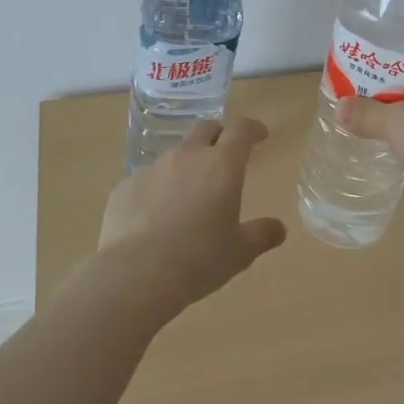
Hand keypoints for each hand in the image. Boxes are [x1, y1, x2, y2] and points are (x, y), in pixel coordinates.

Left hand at [98, 117, 286, 309]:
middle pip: (205, 129)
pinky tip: (153, 217)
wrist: (137, 274)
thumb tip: (279, 228)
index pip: (241, 130)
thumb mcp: (240, 252)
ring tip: (187, 195)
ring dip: (185, 165)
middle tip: (223, 156)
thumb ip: (262, 235)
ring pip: (174, 154)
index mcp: (222, 165)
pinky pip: (146, 179)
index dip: (253, 129)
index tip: (259, 135)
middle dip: (218, 136)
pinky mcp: (124, 186)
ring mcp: (152, 168)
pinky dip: (156, 189)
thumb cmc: (199, 259)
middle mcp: (187, 156)